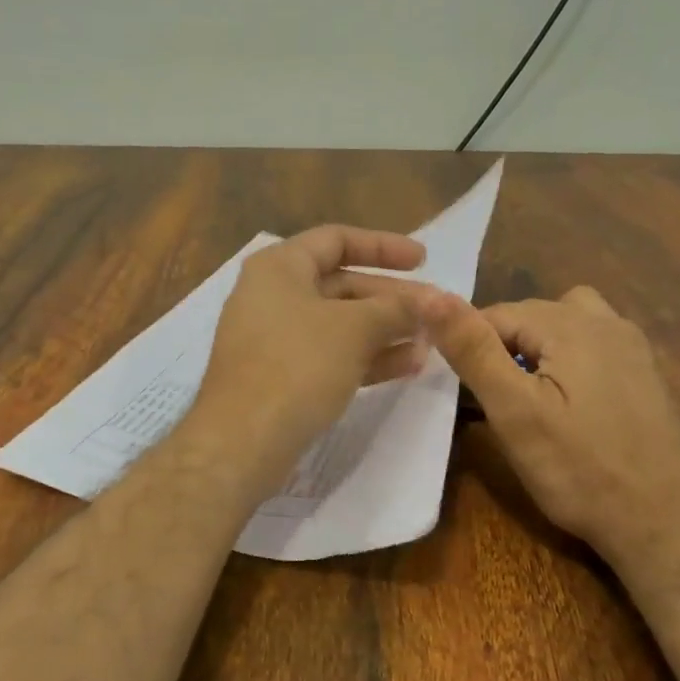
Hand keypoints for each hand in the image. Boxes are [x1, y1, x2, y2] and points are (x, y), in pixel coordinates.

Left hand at [187, 226, 434, 493]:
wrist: (243, 440)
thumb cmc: (298, 365)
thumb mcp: (354, 329)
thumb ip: (396, 309)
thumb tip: (434, 302)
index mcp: (279, 267)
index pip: (336, 240)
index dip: (383, 246)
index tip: (424, 261)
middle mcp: (273, 296)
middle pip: (342, 285)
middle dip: (392, 299)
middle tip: (436, 312)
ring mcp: (275, 339)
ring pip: (340, 324)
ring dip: (386, 331)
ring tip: (431, 343)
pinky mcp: (281, 376)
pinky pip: (330, 355)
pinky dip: (367, 356)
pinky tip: (408, 366)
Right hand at [425, 285, 679, 559]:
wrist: (666, 524)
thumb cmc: (580, 470)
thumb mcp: (514, 412)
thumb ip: (473, 350)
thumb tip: (430, 295)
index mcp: (572, 323)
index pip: (496, 313)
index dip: (470, 347)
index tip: (464, 392)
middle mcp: (607, 321)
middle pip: (531, 316)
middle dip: (503, 348)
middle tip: (494, 403)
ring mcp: (632, 347)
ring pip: (564, 326)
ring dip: (537, 349)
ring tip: (528, 396)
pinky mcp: (644, 374)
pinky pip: (592, 346)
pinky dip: (568, 362)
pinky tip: (568, 406)